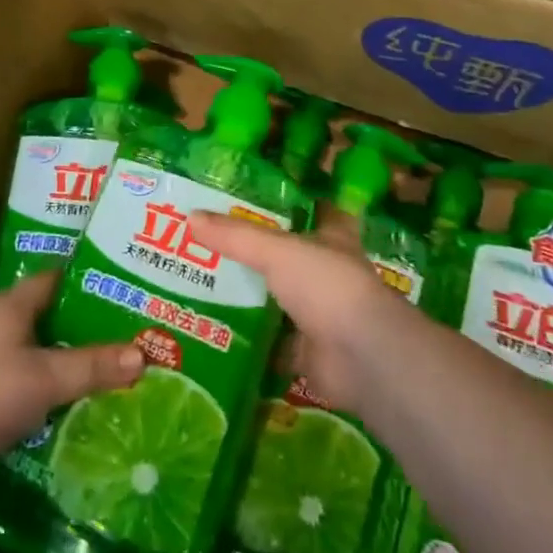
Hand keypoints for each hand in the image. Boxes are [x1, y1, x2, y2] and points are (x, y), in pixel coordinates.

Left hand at [0, 271, 142, 479]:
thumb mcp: (47, 378)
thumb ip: (92, 366)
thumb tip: (142, 354)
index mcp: (13, 305)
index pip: (55, 278)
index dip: (86, 280)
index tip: (119, 288)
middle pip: (46, 314)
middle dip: (80, 323)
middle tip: (121, 332)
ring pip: (33, 349)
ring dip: (61, 357)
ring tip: (101, 368)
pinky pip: (19, 379)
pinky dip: (42, 386)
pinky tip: (64, 404)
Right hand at [189, 211, 424, 415]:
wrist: (362, 358)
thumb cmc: (327, 286)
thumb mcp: (276, 251)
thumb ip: (235, 237)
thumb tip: (189, 217)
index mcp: (331, 237)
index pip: (314, 209)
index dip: (291, 201)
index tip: (255, 194)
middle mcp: (327, 272)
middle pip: (287, 256)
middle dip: (255, 252)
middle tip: (208, 242)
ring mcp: (318, 314)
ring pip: (278, 299)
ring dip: (250, 296)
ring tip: (201, 284)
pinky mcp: (308, 352)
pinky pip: (271, 343)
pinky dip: (249, 341)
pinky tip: (215, 332)